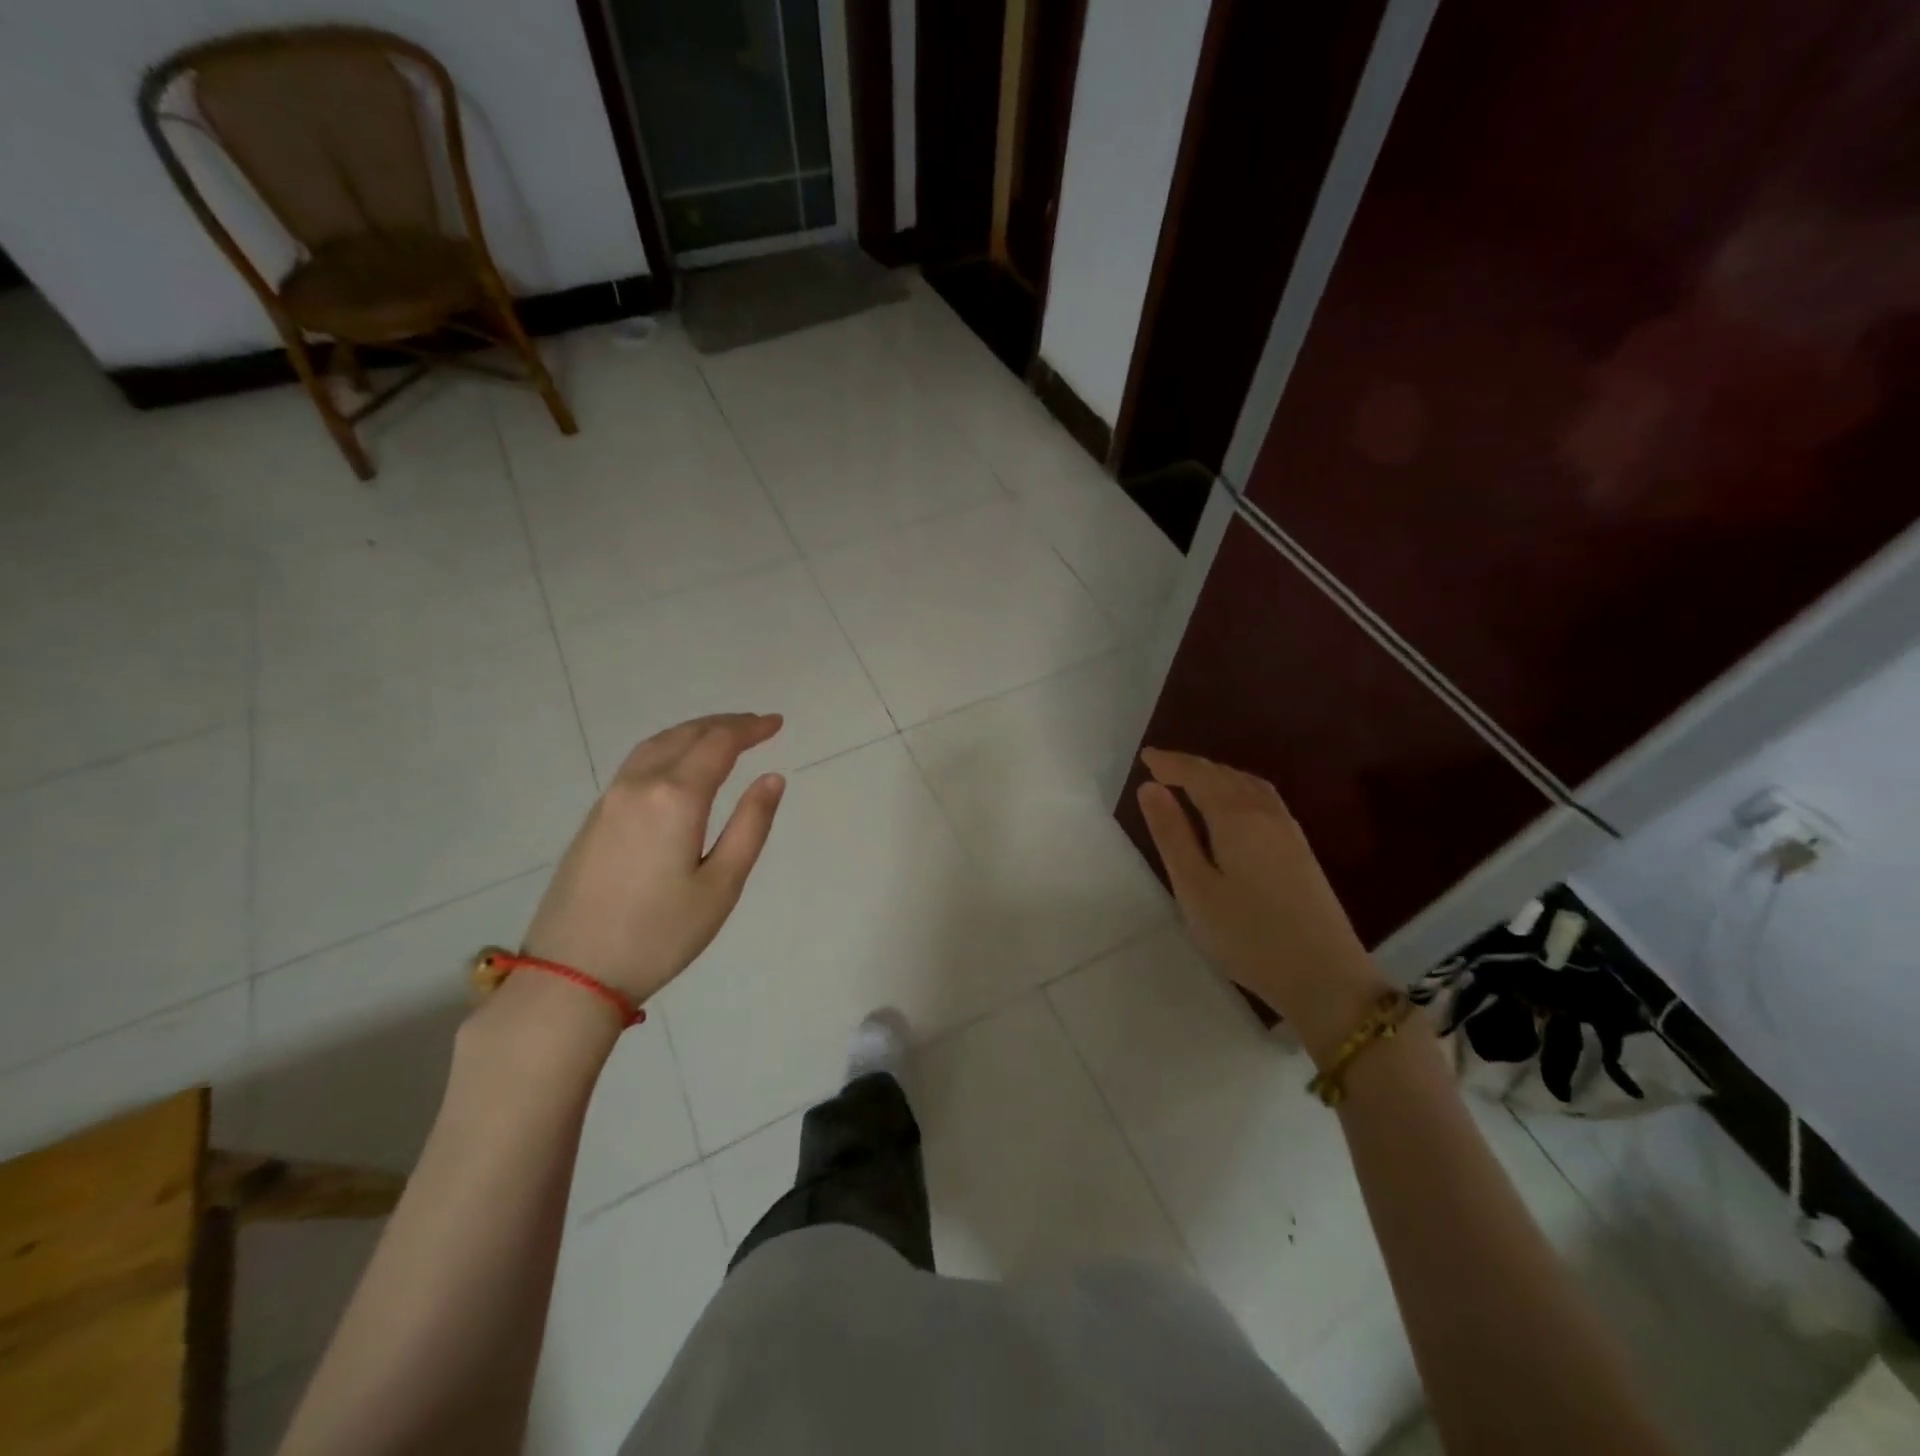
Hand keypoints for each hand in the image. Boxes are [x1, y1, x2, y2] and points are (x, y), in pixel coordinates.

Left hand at [522, 714, 786, 1006]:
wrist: (572, 973)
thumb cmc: (660, 934)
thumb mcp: (721, 885)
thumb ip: (750, 825)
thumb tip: (773, 778)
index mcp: (676, 797)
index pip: (719, 744)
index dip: (751, 728)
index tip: (777, 723)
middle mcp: (640, 785)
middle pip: (687, 735)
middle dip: (725, 724)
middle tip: (758, 724)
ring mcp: (610, 798)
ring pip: (657, 744)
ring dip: (694, 731)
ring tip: (723, 735)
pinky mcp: (594, 817)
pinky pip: (638, 762)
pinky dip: (669, 748)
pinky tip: (679, 763)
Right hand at [1136, 748, 1388, 1061]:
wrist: (1325, 976)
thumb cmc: (1248, 935)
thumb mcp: (1195, 888)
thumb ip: (1172, 834)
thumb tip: (1150, 788)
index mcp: (1236, 818)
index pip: (1199, 776)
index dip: (1170, 763)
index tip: (1145, 758)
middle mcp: (1266, 813)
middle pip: (1225, 775)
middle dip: (1191, 766)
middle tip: (1160, 767)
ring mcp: (1288, 830)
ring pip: (1248, 785)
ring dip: (1217, 775)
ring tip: (1191, 781)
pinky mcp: (1300, 849)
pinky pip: (1263, 799)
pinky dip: (1238, 789)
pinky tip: (1232, 806)